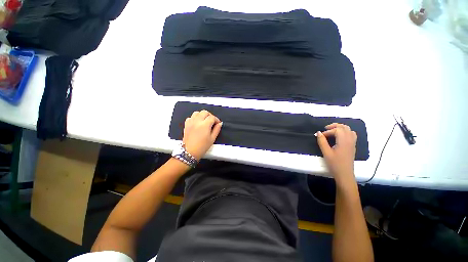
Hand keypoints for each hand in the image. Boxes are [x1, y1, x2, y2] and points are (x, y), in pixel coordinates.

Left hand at [183, 110, 222, 159]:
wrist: (190, 152)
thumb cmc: (202, 147)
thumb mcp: (212, 139)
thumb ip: (217, 129)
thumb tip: (219, 124)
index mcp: (205, 125)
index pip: (212, 117)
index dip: (216, 119)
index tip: (218, 123)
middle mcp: (197, 121)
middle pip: (205, 112)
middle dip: (210, 115)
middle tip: (212, 121)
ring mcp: (191, 122)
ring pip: (197, 113)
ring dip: (202, 115)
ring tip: (205, 121)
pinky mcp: (186, 124)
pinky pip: (191, 117)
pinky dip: (195, 118)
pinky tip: (197, 123)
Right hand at [316, 123, 356, 184]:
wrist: (345, 174)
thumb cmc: (335, 164)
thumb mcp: (326, 153)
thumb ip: (322, 142)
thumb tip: (318, 133)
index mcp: (343, 141)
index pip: (337, 130)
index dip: (328, 131)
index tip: (321, 136)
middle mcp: (350, 140)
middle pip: (344, 127)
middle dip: (335, 126)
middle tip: (326, 129)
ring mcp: (352, 143)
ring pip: (349, 130)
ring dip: (340, 128)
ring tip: (332, 131)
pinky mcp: (352, 146)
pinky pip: (351, 135)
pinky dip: (345, 132)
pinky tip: (339, 137)